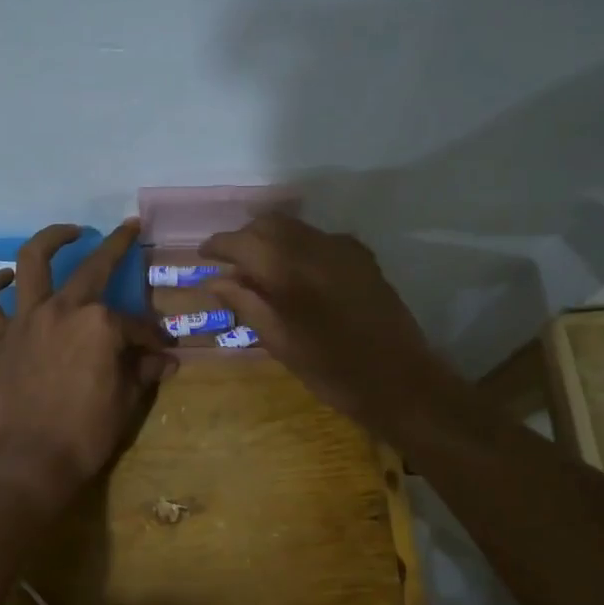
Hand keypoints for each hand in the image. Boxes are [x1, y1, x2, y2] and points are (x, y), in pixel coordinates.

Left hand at [0, 221, 173, 501]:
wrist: (29, 461)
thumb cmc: (86, 433)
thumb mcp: (128, 401)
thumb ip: (144, 371)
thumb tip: (167, 359)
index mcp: (101, 324)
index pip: (135, 325)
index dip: (151, 338)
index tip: (161, 350)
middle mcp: (64, 309)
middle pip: (94, 268)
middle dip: (116, 245)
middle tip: (127, 230)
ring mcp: (27, 320)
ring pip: (31, 262)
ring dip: (50, 239)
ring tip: (68, 231)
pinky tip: (4, 279)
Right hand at [199, 215, 453, 431]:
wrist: (399, 380)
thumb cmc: (331, 371)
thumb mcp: (279, 342)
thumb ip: (246, 303)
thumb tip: (217, 280)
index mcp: (288, 269)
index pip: (242, 241)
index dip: (218, 245)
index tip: (204, 256)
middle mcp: (314, 246)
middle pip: (268, 224)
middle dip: (245, 238)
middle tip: (231, 265)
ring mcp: (342, 247)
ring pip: (294, 227)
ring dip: (272, 240)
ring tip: (261, 270)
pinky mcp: (362, 256)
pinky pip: (320, 238)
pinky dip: (300, 247)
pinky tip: (298, 274)